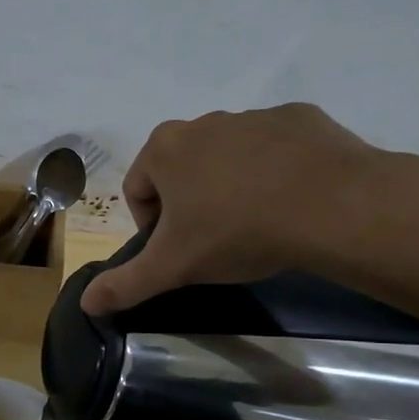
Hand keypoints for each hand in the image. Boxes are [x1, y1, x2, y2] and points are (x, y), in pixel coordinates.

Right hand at [81, 104, 418, 314]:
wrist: (332, 205)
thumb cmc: (237, 231)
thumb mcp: (174, 267)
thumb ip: (126, 284)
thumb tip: (86, 303)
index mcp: (165, 148)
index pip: (138, 189)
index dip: (151, 226)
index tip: (177, 252)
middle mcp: (204, 122)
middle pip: (181, 170)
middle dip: (190, 203)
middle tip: (216, 241)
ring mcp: (254, 116)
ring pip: (228, 157)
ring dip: (232, 186)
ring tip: (258, 223)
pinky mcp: (300, 118)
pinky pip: (275, 148)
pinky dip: (276, 171)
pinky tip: (293, 201)